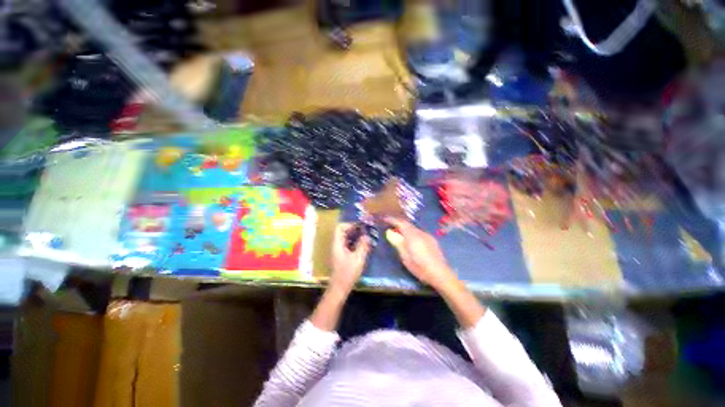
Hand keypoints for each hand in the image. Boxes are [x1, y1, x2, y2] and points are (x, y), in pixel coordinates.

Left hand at [329, 223, 370, 294]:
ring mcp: (338, 250)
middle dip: (354, 229)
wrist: (339, 288)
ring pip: (345, 238)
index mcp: (337, 244)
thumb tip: (367, 236)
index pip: (340, 228)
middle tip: (365, 230)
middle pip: (343, 232)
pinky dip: (354, 242)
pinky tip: (363, 245)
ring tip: (366, 236)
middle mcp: (336, 245)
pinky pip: (347, 244)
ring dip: (355, 236)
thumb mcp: (358, 259)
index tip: (361, 226)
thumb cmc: (347, 273)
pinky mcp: (341, 256)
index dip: (350, 224)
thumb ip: (363, 245)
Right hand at [384, 217, 456, 289]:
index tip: (384, 219)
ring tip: (399, 233)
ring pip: (414, 228)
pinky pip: (419, 232)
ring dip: (405, 228)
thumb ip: (398, 243)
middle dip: (398, 223)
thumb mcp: (405, 257)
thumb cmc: (420, 267)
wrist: (440, 274)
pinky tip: (410, 240)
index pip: (401, 223)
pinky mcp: (432, 240)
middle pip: (408, 224)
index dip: (392, 220)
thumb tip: (390, 232)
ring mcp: (427, 236)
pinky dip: (412, 233)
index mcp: (412, 236)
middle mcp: (420, 232)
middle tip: (390, 226)